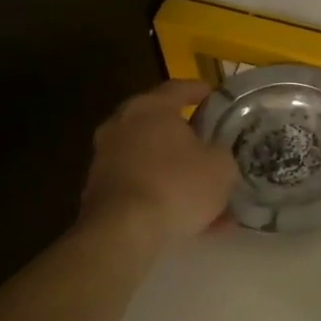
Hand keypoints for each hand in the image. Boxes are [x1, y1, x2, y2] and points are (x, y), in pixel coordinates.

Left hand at [80, 81, 235, 244]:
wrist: (123, 232)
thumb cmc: (176, 185)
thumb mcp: (221, 167)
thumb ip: (222, 153)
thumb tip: (215, 155)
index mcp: (150, 108)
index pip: (178, 88)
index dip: (199, 91)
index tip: (214, 94)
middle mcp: (121, 125)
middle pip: (159, 123)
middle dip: (185, 134)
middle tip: (209, 142)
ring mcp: (105, 158)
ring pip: (150, 158)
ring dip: (174, 170)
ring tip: (203, 191)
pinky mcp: (99, 190)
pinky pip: (140, 185)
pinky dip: (161, 194)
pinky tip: (185, 217)